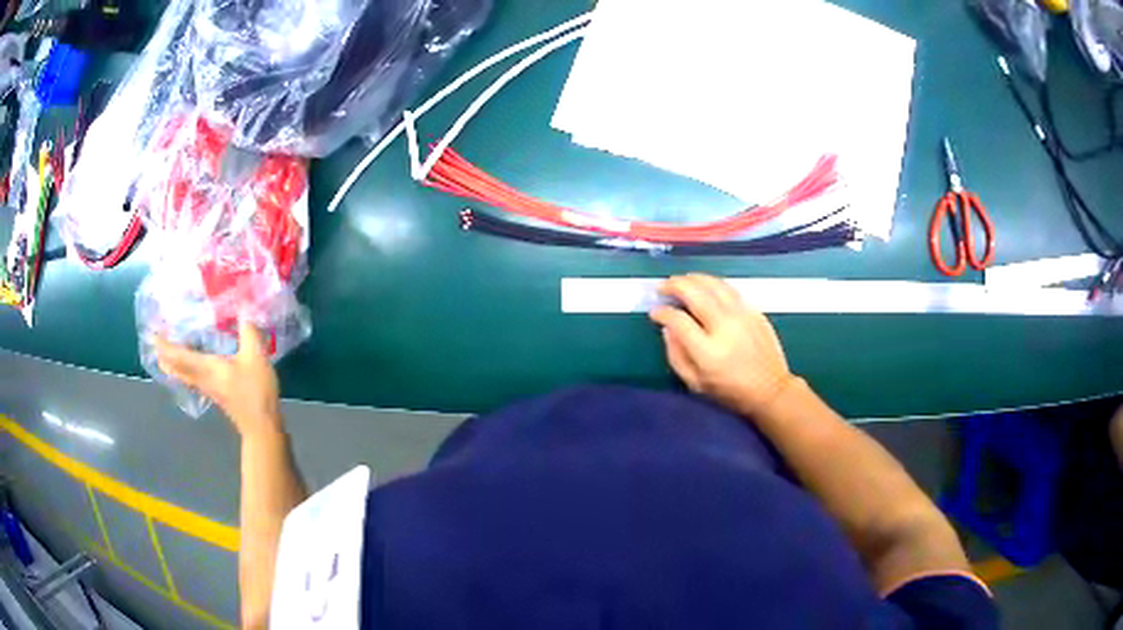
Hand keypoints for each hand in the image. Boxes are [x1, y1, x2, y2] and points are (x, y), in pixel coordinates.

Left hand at [155, 321, 282, 438]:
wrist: (261, 426)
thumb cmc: (255, 391)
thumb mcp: (255, 357)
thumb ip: (248, 332)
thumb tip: (243, 308)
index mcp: (206, 367)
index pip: (179, 355)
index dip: (165, 345)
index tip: (152, 334)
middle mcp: (202, 378)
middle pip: (176, 368)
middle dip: (164, 356)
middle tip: (156, 342)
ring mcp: (207, 388)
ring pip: (183, 375)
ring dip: (173, 364)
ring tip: (168, 352)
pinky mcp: (215, 394)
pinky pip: (192, 379)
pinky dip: (185, 371)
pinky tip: (191, 366)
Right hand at [649, 274, 797, 415]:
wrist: (771, 390)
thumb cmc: (730, 391)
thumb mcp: (695, 383)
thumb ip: (676, 356)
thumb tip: (667, 329)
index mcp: (708, 351)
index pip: (678, 320)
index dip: (662, 313)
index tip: (655, 312)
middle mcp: (725, 327)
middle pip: (695, 293)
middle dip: (675, 285)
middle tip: (663, 286)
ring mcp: (742, 316)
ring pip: (714, 285)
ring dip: (694, 279)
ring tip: (681, 280)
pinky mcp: (754, 311)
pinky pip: (730, 289)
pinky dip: (713, 284)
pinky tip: (705, 286)